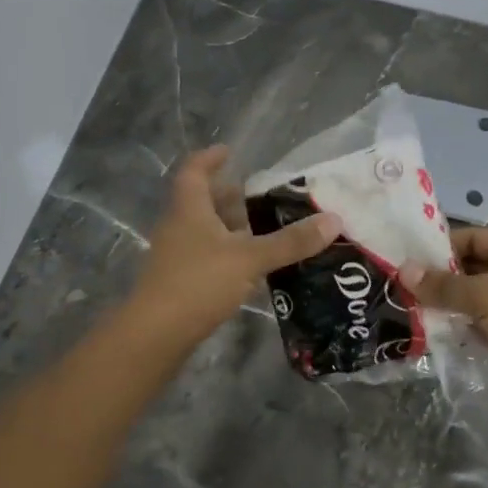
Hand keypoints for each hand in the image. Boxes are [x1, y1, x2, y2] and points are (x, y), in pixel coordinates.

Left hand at [130, 147, 341, 349]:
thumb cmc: (198, 283)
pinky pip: (207, 257)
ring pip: (206, 231)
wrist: (154, 337)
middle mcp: (179, 227)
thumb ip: (290, 241)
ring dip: (231, 228)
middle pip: (203, 202)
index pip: (195, 172)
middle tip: (262, 195)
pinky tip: (252, 267)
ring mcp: (176, 256)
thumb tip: (334, 220)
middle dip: (230, 197)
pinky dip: (229, 255)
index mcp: (189, 209)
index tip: (229, 151)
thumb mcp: (250, 258)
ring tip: (265, 229)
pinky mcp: (180, 283)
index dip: (210, 159)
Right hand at [402, 229, 487, 432]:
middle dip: (440, 277)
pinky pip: (482, 321)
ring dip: (449, 303)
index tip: (408, 261)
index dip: (441, 246)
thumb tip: (404, 270)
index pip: (472, 237)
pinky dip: (463, 325)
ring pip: (475, 296)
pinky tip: (439, 332)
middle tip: (403, 288)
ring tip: (412, 310)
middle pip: (472, 266)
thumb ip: (445, 285)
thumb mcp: (486, 297)